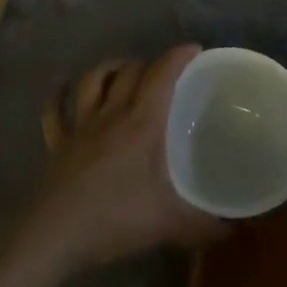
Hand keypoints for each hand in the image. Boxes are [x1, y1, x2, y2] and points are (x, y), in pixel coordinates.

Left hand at [7, 45, 225, 281]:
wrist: (56, 236)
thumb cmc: (116, 220)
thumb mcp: (169, 224)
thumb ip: (204, 225)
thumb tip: (232, 230)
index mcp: (141, 124)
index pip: (161, 76)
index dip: (178, 57)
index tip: (194, 50)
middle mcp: (110, 115)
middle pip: (128, 73)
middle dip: (148, 63)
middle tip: (164, 72)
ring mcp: (79, 127)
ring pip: (92, 81)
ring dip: (109, 69)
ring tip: (122, 69)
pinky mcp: (57, 144)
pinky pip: (54, 111)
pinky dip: (58, 95)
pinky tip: (61, 86)